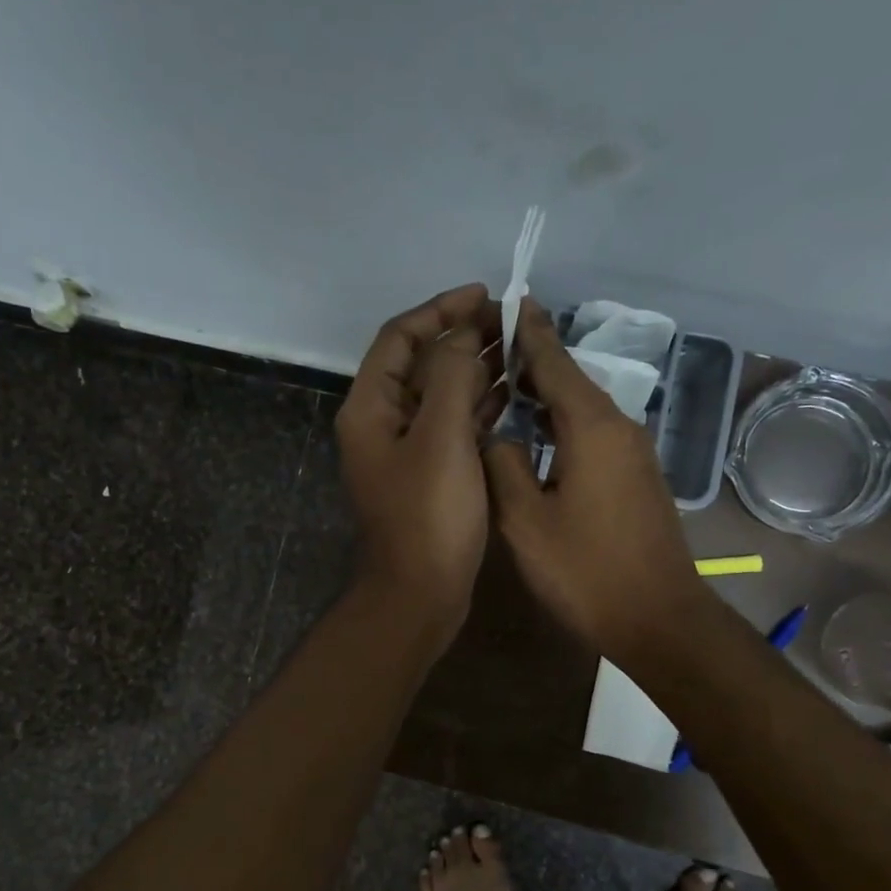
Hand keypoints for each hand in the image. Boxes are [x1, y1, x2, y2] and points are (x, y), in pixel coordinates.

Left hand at [336, 284, 502, 645]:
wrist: (419, 595)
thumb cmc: (428, 516)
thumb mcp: (441, 438)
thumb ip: (453, 377)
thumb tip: (463, 336)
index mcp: (371, 408)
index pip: (399, 338)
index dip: (440, 310)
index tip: (484, 296)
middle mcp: (382, 424)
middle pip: (420, 365)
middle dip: (463, 338)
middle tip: (512, 324)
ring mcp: (406, 453)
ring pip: (440, 396)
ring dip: (475, 371)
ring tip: (519, 351)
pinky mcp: (429, 477)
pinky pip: (453, 428)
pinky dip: (478, 408)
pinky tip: (512, 396)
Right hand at [483, 301, 709, 661]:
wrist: (658, 618)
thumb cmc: (586, 571)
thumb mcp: (525, 520)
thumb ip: (502, 465)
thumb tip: (495, 435)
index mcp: (591, 426)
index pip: (554, 360)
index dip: (527, 330)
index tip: (507, 300)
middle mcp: (619, 427)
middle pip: (570, 379)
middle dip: (531, 361)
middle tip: (487, 351)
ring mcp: (634, 452)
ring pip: (583, 408)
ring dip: (546, 396)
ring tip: (504, 390)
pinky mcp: (637, 477)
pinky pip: (594, 433)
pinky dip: (563, 424)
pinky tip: (537, 437)